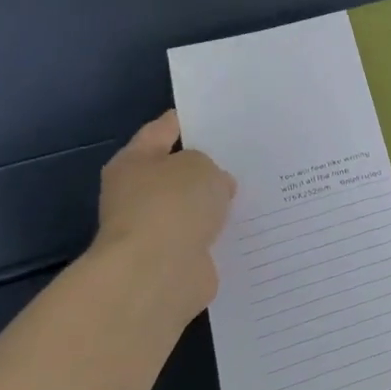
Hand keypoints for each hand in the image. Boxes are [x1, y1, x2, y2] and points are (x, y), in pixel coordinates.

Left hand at [92, 111, 236, 318]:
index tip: (217, 116)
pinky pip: (206, 237)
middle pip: (178, 172)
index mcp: (134, 162)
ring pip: (194, 207)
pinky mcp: (176, 258)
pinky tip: (252, 224)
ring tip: (256, 189)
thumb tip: (214, 186)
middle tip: (247, 154)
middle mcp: (138, 194)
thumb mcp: (200, 166)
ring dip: (216, 203)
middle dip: (208, 167)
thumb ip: (209, 166)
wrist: (158, 273)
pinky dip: (223, 233)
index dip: (187, 121)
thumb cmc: (172, 205)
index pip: (162, 131)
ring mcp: (157, 228)